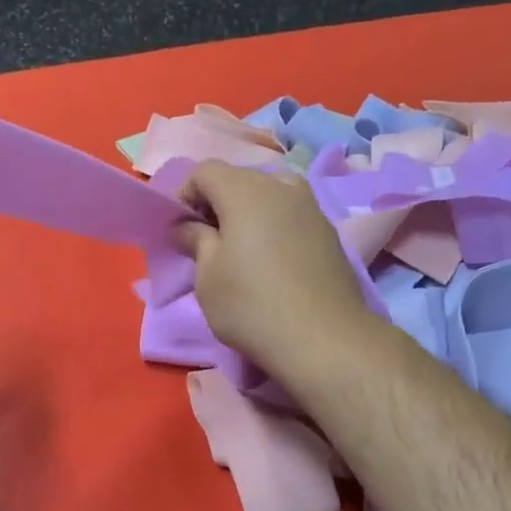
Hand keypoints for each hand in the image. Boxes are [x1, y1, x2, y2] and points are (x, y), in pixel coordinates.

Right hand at [176, 160, 372, 384]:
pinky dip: (272, 225)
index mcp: (245, 191)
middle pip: (238, 178)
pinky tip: (270, 262)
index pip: (205, 170)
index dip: (185, 195)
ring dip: (247, 213)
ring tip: (239, 250)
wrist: (325, 340)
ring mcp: (311, 207)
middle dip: (216, 202)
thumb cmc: (252, 305)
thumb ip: (195, 240)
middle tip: (206, 241)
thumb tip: (188, 226)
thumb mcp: (207, 276)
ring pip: (268, 194)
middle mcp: (281, 187)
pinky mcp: (329, 231)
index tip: (181, 230)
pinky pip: (290, 214)